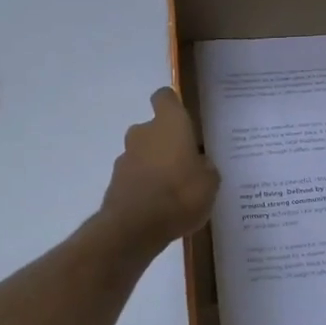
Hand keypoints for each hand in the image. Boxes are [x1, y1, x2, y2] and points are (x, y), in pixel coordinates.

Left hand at [99, 88, 219, 253]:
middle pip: (154, 129)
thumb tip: (198, 163)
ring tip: (174, 192)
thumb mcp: (210, 182)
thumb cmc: (180, 194)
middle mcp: (143, 132)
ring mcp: (125, 157)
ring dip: (155, 166)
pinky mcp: (115, 181)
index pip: (165, 97)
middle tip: (187, 165)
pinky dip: (145, 186)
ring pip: (144, 154)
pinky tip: (160, 207)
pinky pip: (135, 177)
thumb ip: (205, 167)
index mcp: (169, 124)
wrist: (134, 227)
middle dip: (167, 144)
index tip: (184, 119)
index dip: (173, 105)